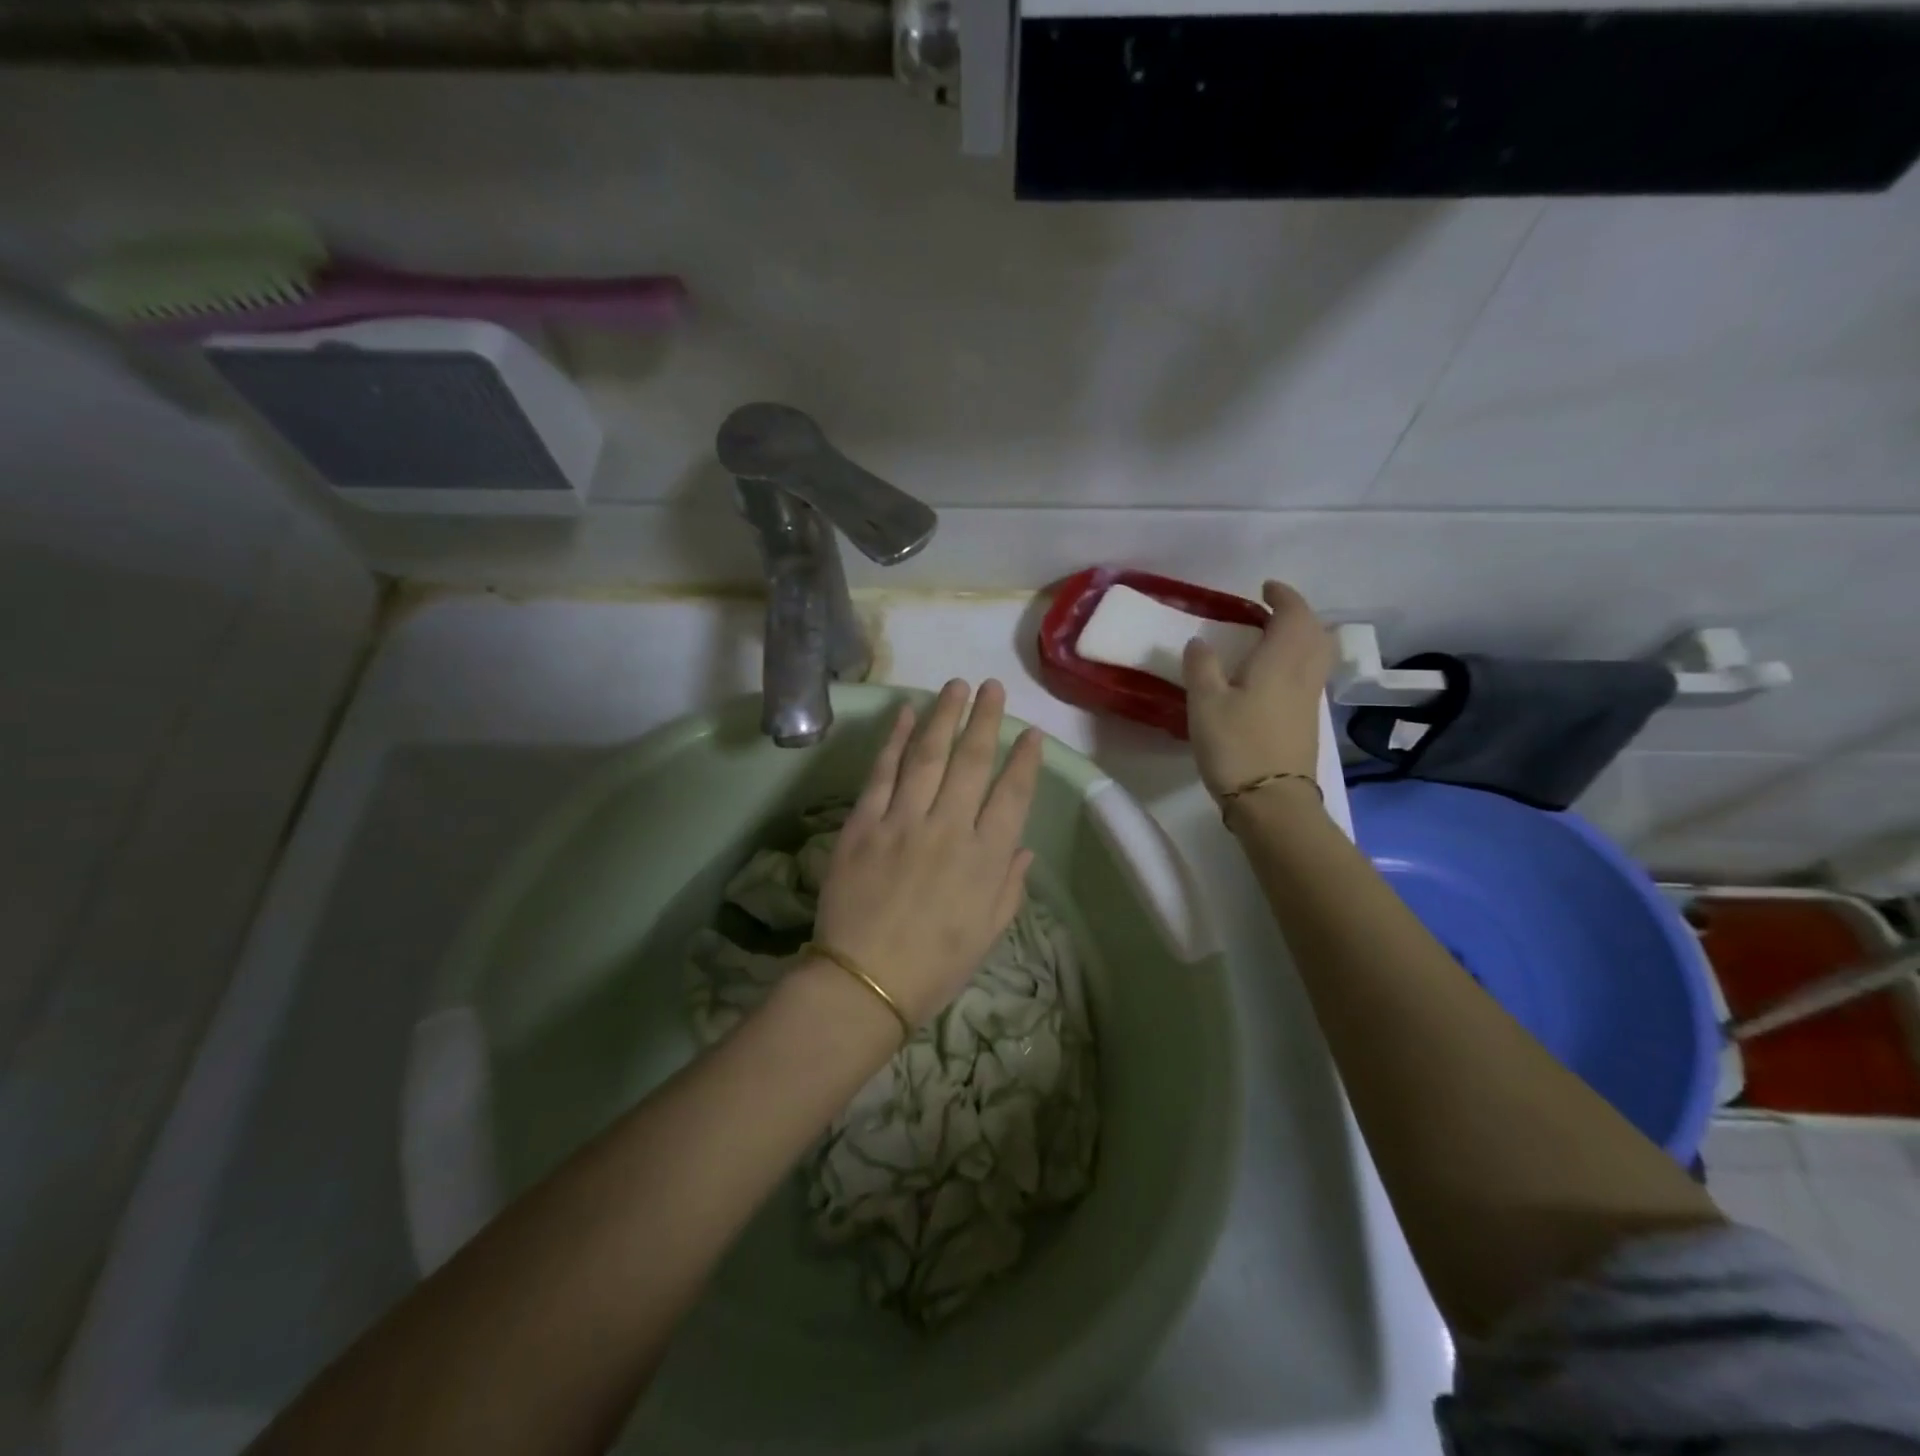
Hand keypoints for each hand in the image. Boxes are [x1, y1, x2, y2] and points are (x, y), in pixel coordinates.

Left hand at [813, 680, 1041, 1025]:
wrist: (864, 982)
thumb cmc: (935, 966)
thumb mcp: (989, 934)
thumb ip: (1009, 886)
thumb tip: (1022, 847)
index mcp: (986, 858)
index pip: (1013, 794)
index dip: (1025, 760)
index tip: (1031, 733)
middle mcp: (950, 828)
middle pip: (972, 761)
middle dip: (986, 719)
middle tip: (992, 687)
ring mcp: (903, 821)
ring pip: (928, 755)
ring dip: (944, 716)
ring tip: (956, 686)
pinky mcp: (864, 823)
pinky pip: (882, 773)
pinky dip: (895, 741)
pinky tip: (906, 714)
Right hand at [1183, 580, 1331, 802]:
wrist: (1272, 800)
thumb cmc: (1236, 746)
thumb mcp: (1205, 703)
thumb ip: (1201, 667)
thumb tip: (1199, 642)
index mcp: (1280, 660)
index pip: (1294, 615)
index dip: (1283, 596)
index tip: (1265, 588)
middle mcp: (1302, 673)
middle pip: (1314, 632)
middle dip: (1297, 614)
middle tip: (1270, 611)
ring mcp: (1309, 699)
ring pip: (1317, 654)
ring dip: (1301, 636)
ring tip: (1272, 638)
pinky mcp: (1307, 721)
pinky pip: (1309, 675)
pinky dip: (1298, 660)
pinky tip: (1273, 674)